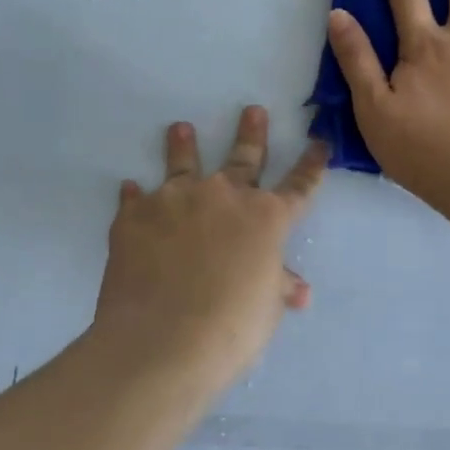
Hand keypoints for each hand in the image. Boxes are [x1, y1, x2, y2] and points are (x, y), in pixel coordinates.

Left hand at [92, 107, 326, 389]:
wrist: (163, 340)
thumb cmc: (231, 328)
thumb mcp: (266, 308)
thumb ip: (278, 287)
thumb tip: (299, 291)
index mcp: (266, 218)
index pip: (299, 186)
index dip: (312, 166)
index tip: (320, 143)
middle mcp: (223, 196)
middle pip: (244, 158)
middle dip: (252, 134)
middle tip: (252, 110)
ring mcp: (176, 200)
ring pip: (184, 163)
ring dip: (184, 145)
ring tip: (180, 128)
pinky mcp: (135, 215)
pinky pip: (136, 198)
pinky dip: (135, 195)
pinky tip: (130, 188)